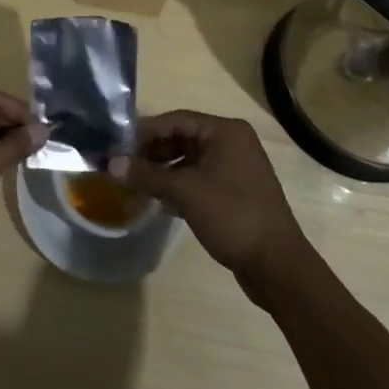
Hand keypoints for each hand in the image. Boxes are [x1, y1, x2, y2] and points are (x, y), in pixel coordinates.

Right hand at [109, 110, 306, 284]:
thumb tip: (111, 164)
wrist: (278, 267)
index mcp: (225, 132)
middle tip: (124, 165)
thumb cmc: (232, 216)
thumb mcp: (185, 192)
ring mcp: (236, 169)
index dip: (146, 131)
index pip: (176, 120)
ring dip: (163, 171)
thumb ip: (147, 175)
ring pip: (190, 161)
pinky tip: (160, 201)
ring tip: (136, 184)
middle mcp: (232, 143)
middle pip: (182, 139)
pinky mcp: (236, 193)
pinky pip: (200, 179)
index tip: (119, 144)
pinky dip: (179, 186)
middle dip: (153, 152)